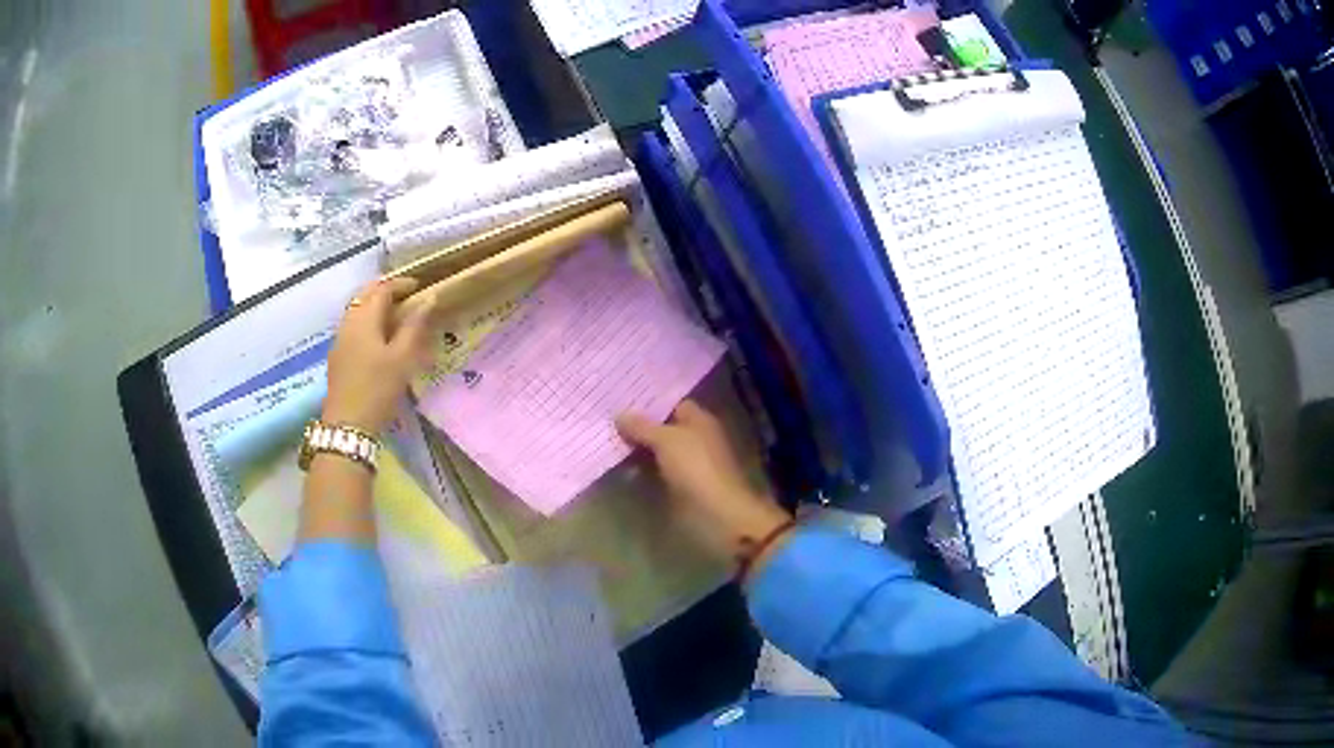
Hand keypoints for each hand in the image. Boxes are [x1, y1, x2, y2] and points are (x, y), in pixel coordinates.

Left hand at [322, 278, 432, 434]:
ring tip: (396, 319)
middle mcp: (348, 322)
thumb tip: (428, 300)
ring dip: (375, 308)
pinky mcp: (338, 357)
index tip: (419, 287)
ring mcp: (340, 340)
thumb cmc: (378, 389)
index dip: (401, 284)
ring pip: (357, 311)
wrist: (348, 426)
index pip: (382, 288)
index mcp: (364, 318)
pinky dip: (369, 324)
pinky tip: (379, 341)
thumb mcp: (402, 359)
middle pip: (365, 296)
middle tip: (406, 298)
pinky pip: (354, 328)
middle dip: (385, 291)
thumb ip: (414, 327)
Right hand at [616, 401, 791, 568]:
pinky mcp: (680, 486)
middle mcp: (695, 439)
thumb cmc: (696, 468)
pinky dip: (640, 470)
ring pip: (657, 451)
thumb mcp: (666, 440)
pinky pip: (656, 471)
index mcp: (699, 421)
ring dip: (637, 449)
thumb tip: (619, 414)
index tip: (621, 400)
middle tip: (606, 422)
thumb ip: (642, 427)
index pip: (673, 404)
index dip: (649, 403)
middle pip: (663, 428)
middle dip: (638, 427)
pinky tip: (619, 467)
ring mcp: (688, 464)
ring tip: (606, 442)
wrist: (716, 513)